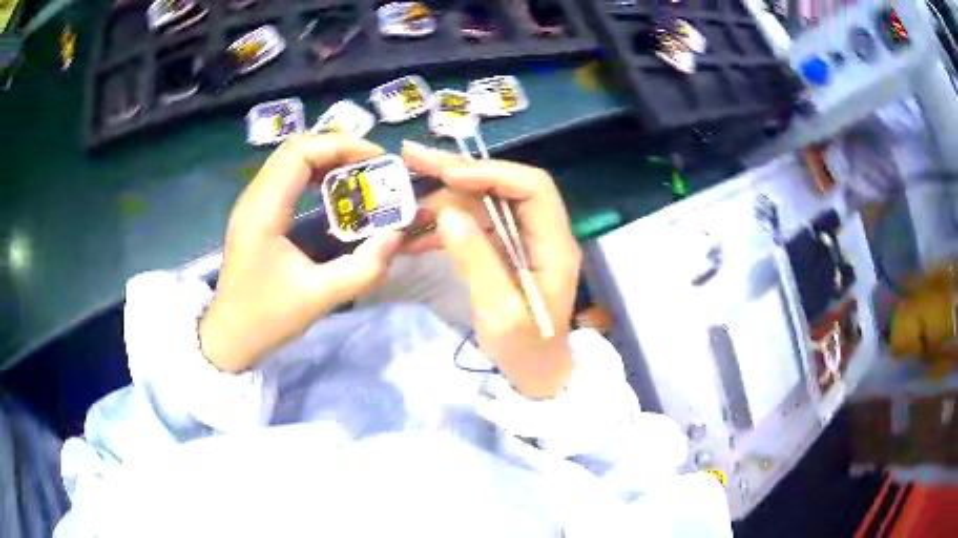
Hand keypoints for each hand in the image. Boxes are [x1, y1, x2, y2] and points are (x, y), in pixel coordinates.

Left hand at [200, 135, 401, 372]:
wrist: (229, 337)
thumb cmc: (266, 318)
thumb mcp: (319, 297)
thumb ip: (363, 268)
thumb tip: (396, 236)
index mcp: (263, 211)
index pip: (301, 152)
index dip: (341, 146)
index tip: (375, 160)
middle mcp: (254, 197)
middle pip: (296, 147)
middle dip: (338, 148)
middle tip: (371, 166)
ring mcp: (252, 203)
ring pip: (290, 159)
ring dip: (326, 158)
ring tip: (357, 174)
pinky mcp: (255, 213)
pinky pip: (285, 176)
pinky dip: (313, 173)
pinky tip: (331, 191)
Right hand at [402, 141, 580, 398]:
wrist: (536, 374)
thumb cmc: (526, 351)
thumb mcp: (500, 313)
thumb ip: (477, 262)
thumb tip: (447, 214)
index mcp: (554, 244)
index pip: (532, 187)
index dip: (491, 173)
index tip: (447, 175)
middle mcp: (541, 232)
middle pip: (503, 185)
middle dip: (457, 171)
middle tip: (412, 156)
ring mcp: (521, 239)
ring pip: (483, 202)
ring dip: (443, 199)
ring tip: (404, 203)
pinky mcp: (503, 250)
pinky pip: (473, 225)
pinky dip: (443, 225)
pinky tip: (414, 235)